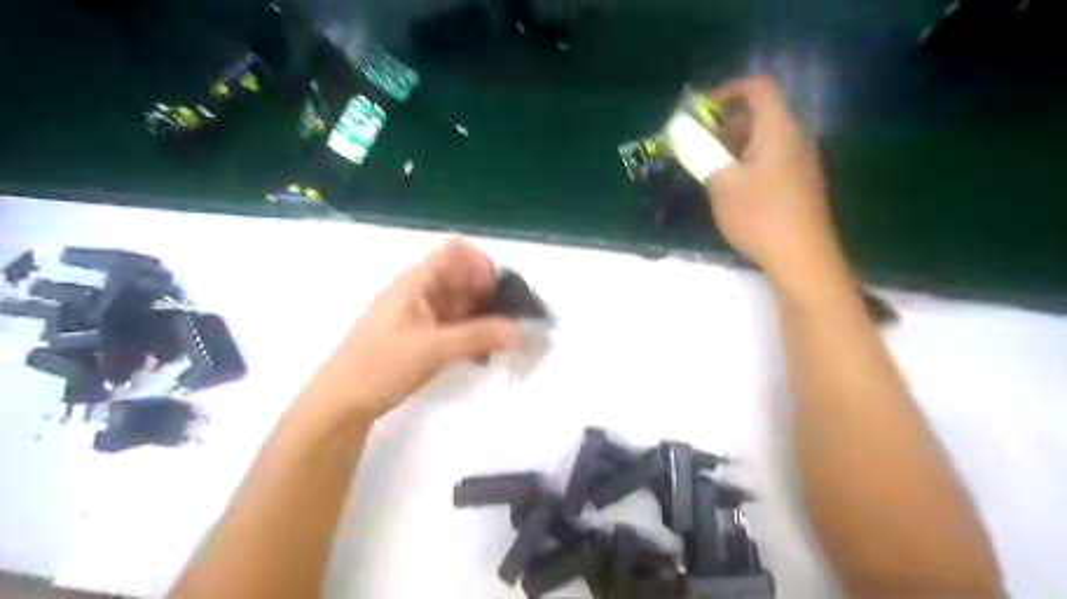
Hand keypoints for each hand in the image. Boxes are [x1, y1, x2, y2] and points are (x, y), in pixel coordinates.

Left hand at [300, 240, 521, 419]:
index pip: (456, 253)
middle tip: (511, 322)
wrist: (341, 402)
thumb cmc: (381, 365)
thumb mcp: (434, 348)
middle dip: (489, 295)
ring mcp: (419, 315)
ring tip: (502, 342)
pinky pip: (454, 326)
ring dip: (483, 318)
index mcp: (416, 281)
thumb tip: (522, 331)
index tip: (499, 294)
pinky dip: (471, 335)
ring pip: (460, 304)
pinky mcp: (420, 337)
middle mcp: (419, 292)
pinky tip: (482, 356)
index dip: (481, 266)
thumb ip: (480, 336)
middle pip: (462, 279)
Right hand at [706, 74, 837, 276]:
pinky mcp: (800, 184)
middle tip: (697, 145)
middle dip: (724, 123)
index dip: (727, 91)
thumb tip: (685, 135)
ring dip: (733, 146)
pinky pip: (771, 159)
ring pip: (764, 139)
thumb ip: (702, 153)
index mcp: (779, 129)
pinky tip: (731, 188)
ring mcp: (801, 162)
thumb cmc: (760, 215)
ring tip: (708, 168)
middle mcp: (795, 137)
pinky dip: (747, 162)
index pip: (758, 88)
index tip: (700, 111)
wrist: (802, 258)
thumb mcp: (722, 183)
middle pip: (760, 114)